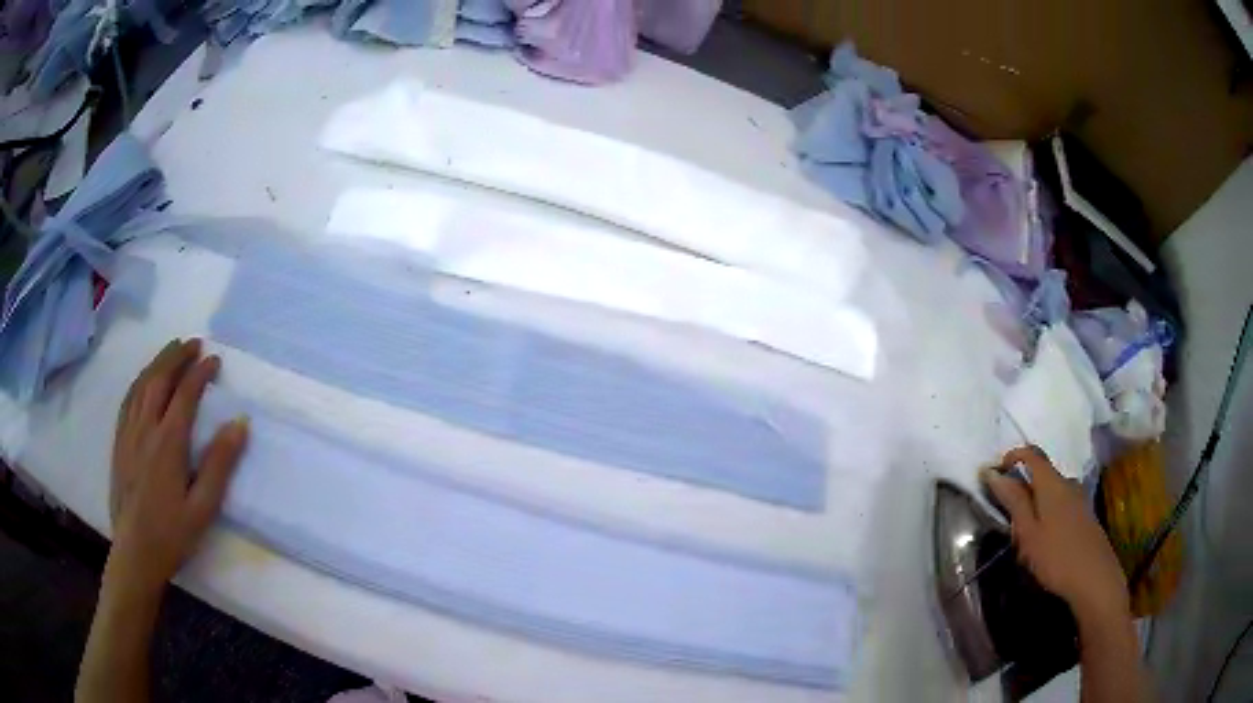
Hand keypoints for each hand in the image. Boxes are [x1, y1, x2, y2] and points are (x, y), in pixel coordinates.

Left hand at [108, 338, 247, 595]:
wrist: (136, 552)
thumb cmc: (172, 534)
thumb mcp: (203, 507)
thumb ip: (220, 464)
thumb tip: (240, 423)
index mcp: (168, 443)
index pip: (185, 394)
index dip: (200, 373)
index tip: (215, 360)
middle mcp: (146, 429)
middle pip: (160, 379)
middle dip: (177, 357)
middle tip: (194, 343)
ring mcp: (129, 433)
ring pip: (141, 385)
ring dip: (158, 362)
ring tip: (171, 350)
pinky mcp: (119, 442)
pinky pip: (128, 400)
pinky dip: (139, 381)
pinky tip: (144, 380)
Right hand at [981, 446, 1129, 622]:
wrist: (1094, 578)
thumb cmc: (1056, 556)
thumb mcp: (1028, 532)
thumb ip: (1014, 501)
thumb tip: (993, 472)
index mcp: (1052, 483)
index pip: (1031, 454)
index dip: (1011, 457)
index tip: (995, 475)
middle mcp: (1068, 483)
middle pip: (1041, 475)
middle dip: (1022, 489)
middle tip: (1007, 519)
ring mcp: (1079, 499)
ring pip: (1051, 493)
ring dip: (1035, 506)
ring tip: (1024, 537)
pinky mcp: (1085, 516)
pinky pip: (1061, 505)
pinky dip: (1047, 516)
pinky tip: (1044, 543)